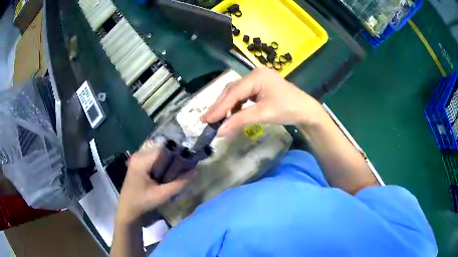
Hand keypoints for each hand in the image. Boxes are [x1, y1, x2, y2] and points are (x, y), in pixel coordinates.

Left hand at [116, 148, 192, 224]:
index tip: (189, 163)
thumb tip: (195, 171)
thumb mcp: (162, 195)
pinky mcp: (138, 164)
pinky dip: (162, 165)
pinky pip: (154, 160)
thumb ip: (179, 183)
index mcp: (141, 160)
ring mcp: (137, 159)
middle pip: (161, 151)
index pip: (164, 150)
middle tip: (184, 170)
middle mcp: (138, 155)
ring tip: (176, 173)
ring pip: (158, 155)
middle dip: (173, 160)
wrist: (128, 210)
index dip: (177, 155)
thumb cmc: (143, 202)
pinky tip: (166, 175)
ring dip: (168, 163)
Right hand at [201, 67, 324, 135]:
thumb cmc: (287, 109)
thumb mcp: (262, 114)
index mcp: (256, 76)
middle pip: (232, 90)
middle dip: (220, 106)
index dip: (219, 107)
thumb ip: (239, 121)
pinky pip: (244, 95)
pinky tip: (232, 114)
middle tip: (206, 119)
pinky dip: (236, 105)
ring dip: (227, 106)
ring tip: (217, 118)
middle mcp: (254, 74)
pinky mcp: (260, 87)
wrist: (306, 111)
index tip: (206, 119)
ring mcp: (258, 80)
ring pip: (237, 93)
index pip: (233, 93)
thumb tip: (219, 131)